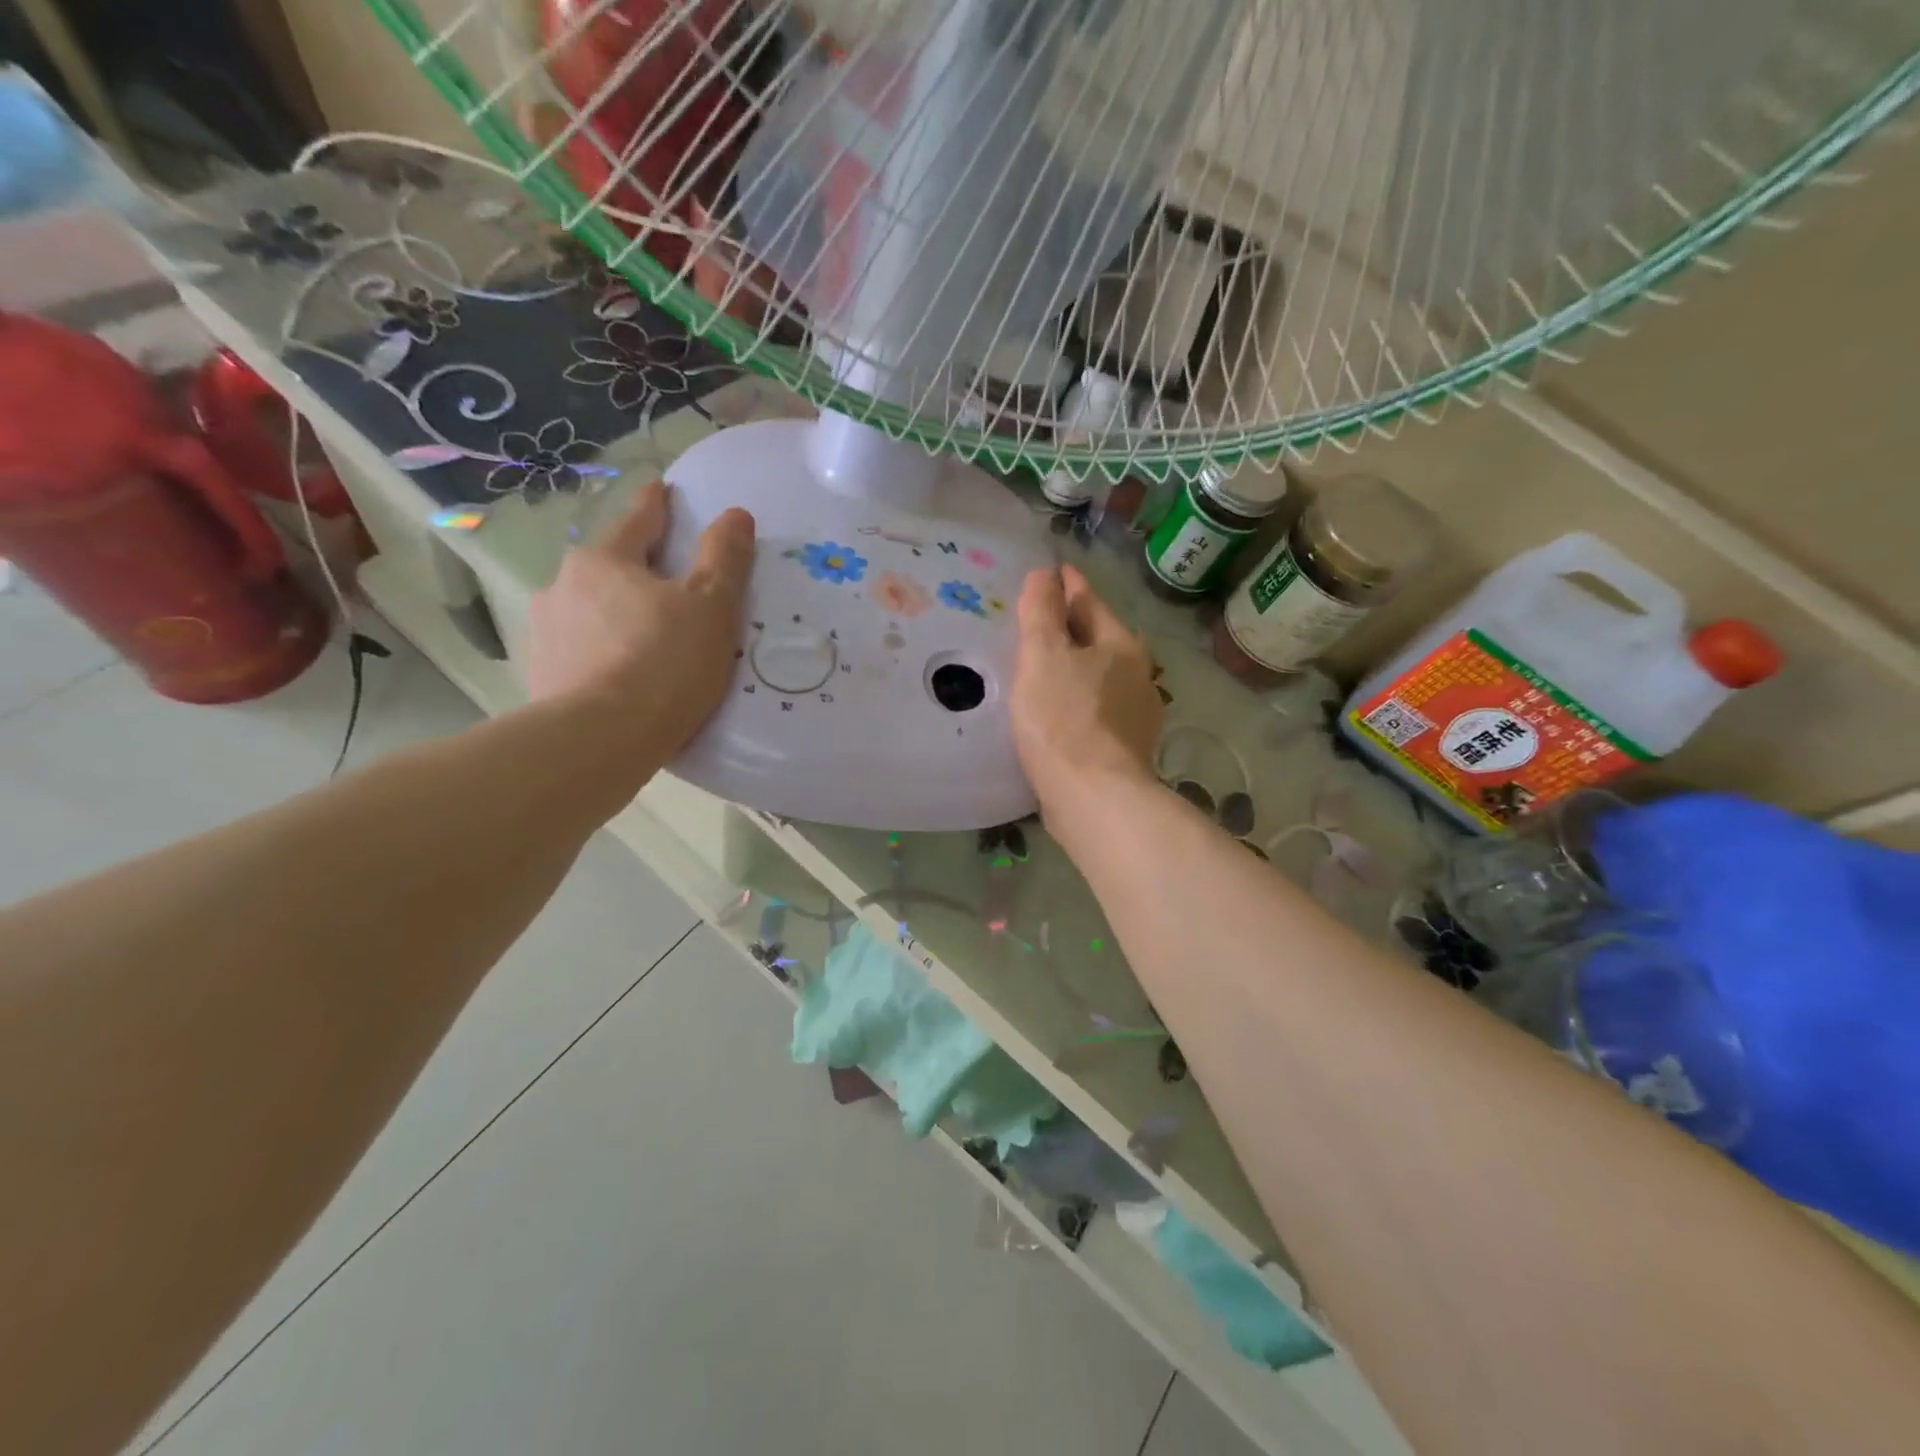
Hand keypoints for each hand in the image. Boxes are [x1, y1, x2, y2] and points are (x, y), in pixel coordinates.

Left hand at [526, 481, 753, 757]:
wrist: (600, 739)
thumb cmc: (664, 662)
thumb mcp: (711, 606)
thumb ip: (724, 558)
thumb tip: (736, 514)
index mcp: (604, 561)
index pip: (637, 520)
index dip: (657, 504)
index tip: (663, 489)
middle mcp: (562, 586)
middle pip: (609, 567)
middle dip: (635, 569)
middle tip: (666, 583)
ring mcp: (545, 632)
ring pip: (589, 610)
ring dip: (613, 613)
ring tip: (642, 638)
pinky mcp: (541, 675)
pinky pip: (580, 651)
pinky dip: (600, 652)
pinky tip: (619, 675)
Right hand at [1011, 564, 1162, 843]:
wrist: (1093, 797)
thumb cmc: (1064, 718)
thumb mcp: (1044, 655)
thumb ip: (1042, 612)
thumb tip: (1045, 574)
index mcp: (1121, 645)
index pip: (1090, 601)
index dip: (1067, 584)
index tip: (1051, 571)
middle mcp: (1136, 675)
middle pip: (1097, 639)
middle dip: (1070, 627)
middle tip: (1035, 620)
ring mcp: (1134, 716)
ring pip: (1096, 677)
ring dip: (1071, 668)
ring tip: (1039, 666)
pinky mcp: (1122, 750)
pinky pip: (1092, 710)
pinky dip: (1073, 700)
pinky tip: (1052, 711)